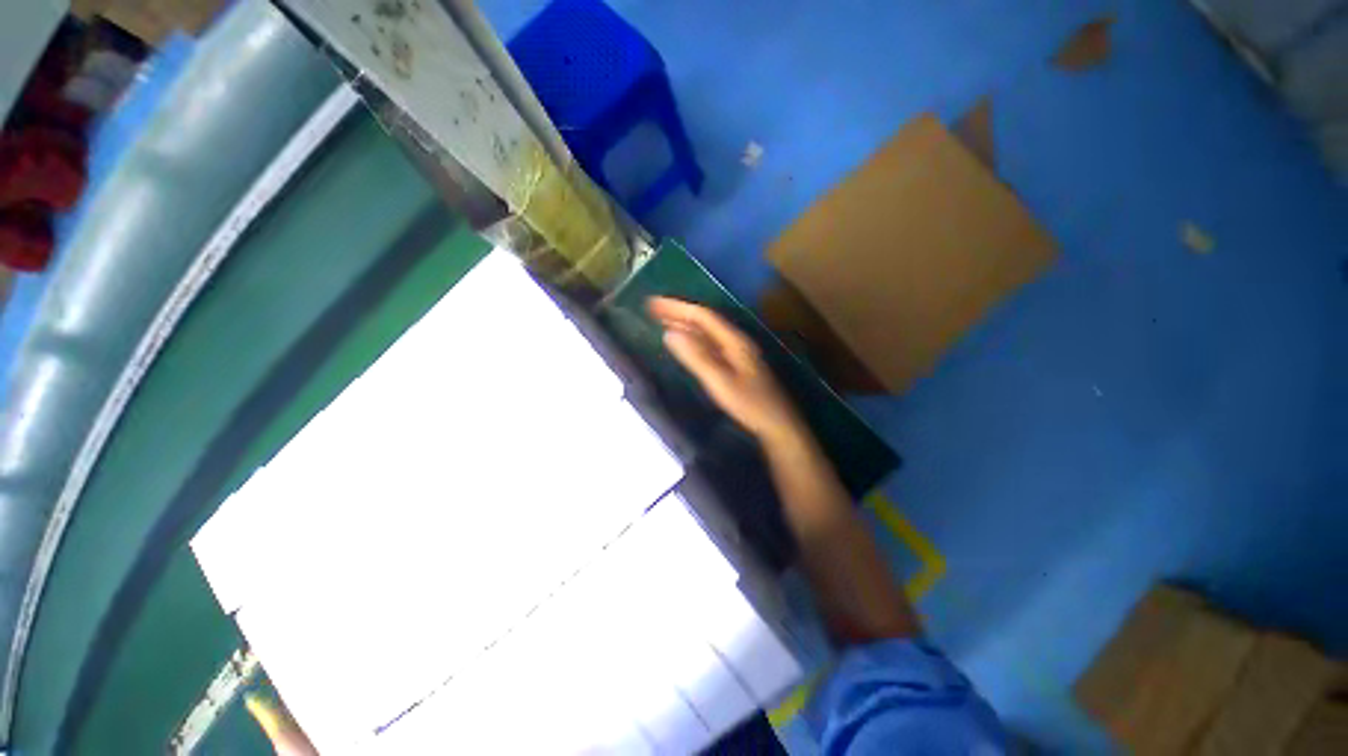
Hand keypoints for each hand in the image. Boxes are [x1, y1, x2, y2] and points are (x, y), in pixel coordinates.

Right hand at [647, 297, 803, 443]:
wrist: (778, 423)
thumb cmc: (749, 404)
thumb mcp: (720, 381)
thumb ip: (696, 357)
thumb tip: (669, 333)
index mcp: (734, 340)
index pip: (702, 316)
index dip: (677, 307)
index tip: (653, 303)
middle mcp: (736, 340)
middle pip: (705, 320)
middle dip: (679, 312)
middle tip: (653, 308)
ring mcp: (737, 351)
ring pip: (707, 331)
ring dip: (685, 324)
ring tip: (663, 320)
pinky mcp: (736, 363)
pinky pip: (710, 343)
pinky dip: (694, 339)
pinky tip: (685, 342)